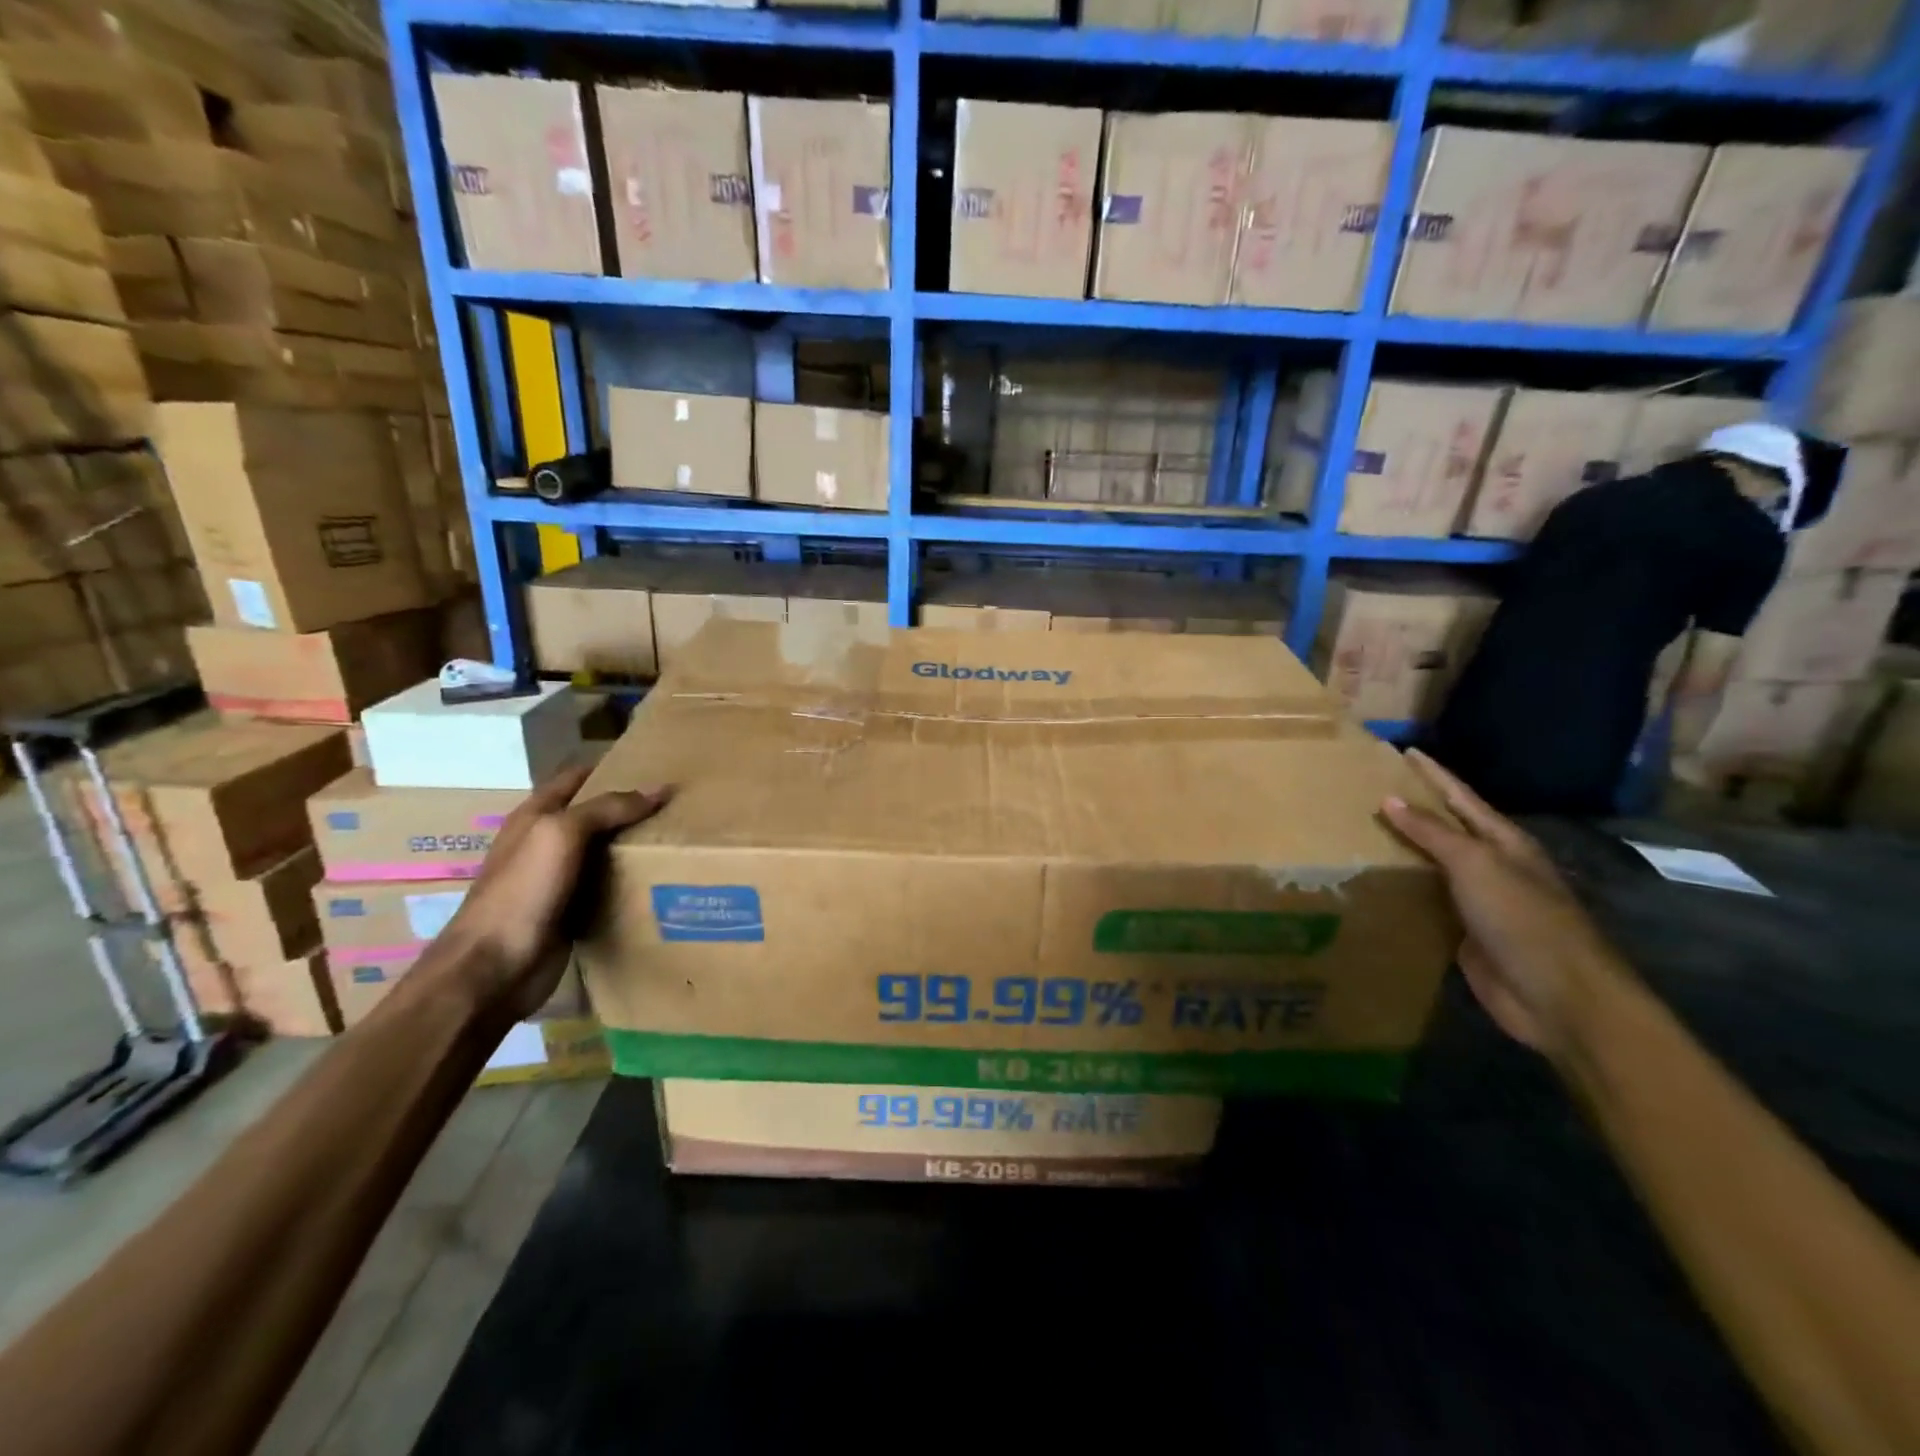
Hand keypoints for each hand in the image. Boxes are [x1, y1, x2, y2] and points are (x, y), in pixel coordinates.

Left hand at [436, 762, 665, 1018]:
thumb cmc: (522, 891)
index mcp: (535, 816)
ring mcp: (556, 880)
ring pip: (604, 853)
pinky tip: (660, 881)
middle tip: (678, 804)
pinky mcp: (570, 913)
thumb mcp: (562, 834)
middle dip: (631, 808)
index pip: (576, 778)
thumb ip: (608, 808)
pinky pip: (607, 889)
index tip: (656, 765)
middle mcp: (545, 844)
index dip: (611, 768)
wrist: (494, 968)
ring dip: (634, 846)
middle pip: (594, 815)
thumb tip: (659, 789)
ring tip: (678, 838)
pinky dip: (630, 883)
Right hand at [1382, 749, 1622, 1057]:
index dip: (1433, 774)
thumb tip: (1389, 799)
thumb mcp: (1476, 865)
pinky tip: (1374, 883)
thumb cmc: (1522, 919)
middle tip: (1368, 790)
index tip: (1404, 751)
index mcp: (1503, 842)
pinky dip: (1401, 890)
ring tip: (1359, 832)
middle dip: (1412, 809)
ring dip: (1401, 851)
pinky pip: (1425, 902)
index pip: (1460, 797)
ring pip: (1432, 866)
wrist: (1557, 997)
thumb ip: (1433, 832)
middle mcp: (1492, 866)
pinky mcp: (1463, 934)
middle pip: (1446, 829)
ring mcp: (1478, 902)